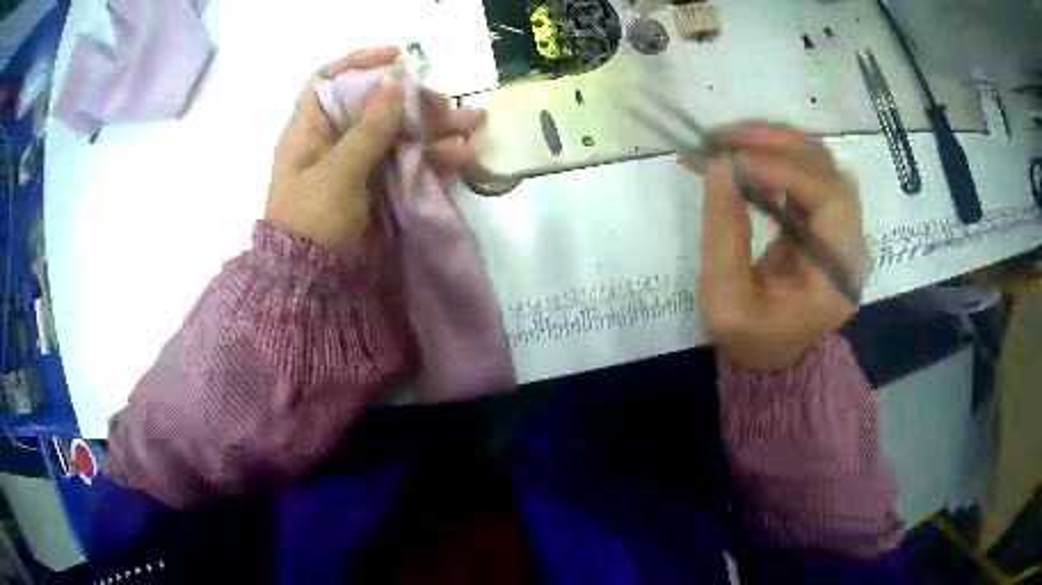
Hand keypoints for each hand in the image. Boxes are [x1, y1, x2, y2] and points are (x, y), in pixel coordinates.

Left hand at [265, 47, 485, 252]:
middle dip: (412, 99)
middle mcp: (335, 139)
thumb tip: (393, 84)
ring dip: (435, 127)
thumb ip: (367, 130)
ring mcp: (359, 162)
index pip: (330, 80)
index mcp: (311, 130)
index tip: (396, 57)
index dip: (360, 63)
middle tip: (445, 103)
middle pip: (375, 104)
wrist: (313, 283)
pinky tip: (463, 155)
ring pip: (399, 132)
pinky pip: (409, 161)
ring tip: (474, 122)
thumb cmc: (312, 222)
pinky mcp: (378, 184)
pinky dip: (434, 157)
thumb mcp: (336, 173)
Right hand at [695, 124, 870, 371]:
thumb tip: (719, 165)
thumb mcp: (726, 298)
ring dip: (778, 144)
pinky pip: (810, 175)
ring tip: (732, 142)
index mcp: (838, 275)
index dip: (784, 169)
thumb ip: (724, 233)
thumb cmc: (750, 338)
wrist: (773, 357)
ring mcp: (843, 231)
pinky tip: (748, 158)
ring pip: (822, 165)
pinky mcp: (827, 222)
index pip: (829, 199)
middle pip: (830, 172)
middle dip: (778, 145)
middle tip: (725, 138)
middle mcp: (851, 246)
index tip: (730, 157)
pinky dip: (778, 158)